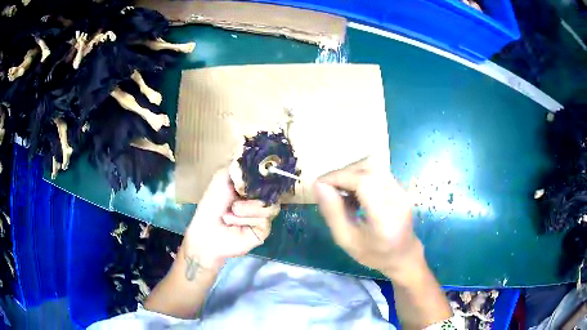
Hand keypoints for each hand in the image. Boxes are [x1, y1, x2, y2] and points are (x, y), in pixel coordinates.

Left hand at [183, 168, 279, 269]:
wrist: (207, 232)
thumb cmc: (212, 205)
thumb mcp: (222, 178)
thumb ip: (238, 166)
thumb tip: (254, 154)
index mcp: (252, 188)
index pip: (268, 178)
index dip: (268, 175)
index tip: (265, 171)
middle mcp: (260, 200)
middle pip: (274, 192)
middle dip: (255, 193)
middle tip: (240, 194)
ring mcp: (264, 216)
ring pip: (270, 206)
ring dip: (247, 209)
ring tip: (231, 213)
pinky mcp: (264, 230)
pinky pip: (265, 220)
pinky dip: (247, 219)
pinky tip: (233, 222)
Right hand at [314, 157, 421, 273]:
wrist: (403, 254)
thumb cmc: (374, 254)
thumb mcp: (347, 240)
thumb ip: (333, 213)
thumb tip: (319, 185)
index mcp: (386, 218)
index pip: (364, 181)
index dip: (339, 177)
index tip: (320, 184)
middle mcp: (398, 198)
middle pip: (368, 167)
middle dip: (343, 173)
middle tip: (329, 189)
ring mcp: (402, 189)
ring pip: (372, 165)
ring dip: (351, 173)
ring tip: (342, 192)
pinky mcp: (400, 186)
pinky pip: (377, 171)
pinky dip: (360, 176)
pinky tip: (355, 195)